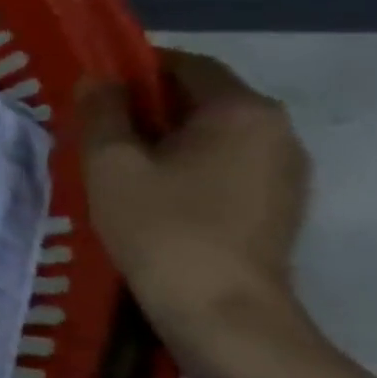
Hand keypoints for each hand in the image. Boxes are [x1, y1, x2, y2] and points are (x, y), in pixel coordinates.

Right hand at [79, 49, 318, 377]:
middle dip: (146, 106)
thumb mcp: (111, 163)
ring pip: (212, 134)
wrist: (222, 314)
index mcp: (241, 111)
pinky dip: (186, 166)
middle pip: (201, 98)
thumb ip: (101, 112)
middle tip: (95, 128)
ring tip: (116, 163)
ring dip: (165, 138)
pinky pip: (225, 165)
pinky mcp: (278, 205)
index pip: (185, 64)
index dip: (133, 68)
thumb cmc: (161, 227)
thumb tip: (97, 80)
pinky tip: (149, 193)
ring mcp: (285, 172)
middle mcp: (276, 131)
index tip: (91, 90)